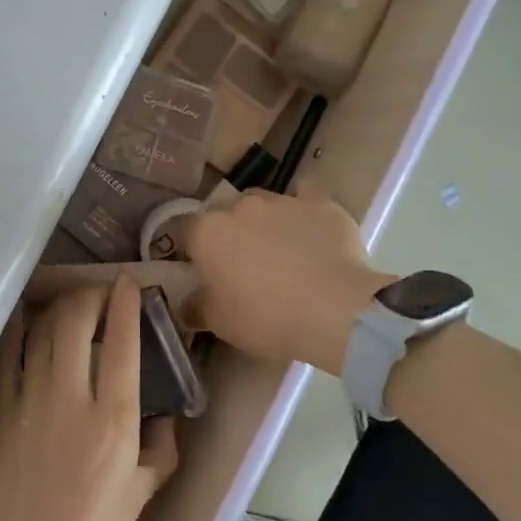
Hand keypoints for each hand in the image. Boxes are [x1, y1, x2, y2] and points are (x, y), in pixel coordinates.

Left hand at [0, 278, 178, 520]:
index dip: (126, 305)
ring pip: (42, 333)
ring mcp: (32, 403)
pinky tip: (25, 315)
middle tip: (99, 291)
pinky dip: (17, 331)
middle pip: (76, 325)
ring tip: (70, 302)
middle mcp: (73, 399)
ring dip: (59, 308)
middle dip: (89, 296)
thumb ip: (161, 447)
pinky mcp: (4, 413)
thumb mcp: (144, 491)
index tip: (129, 283)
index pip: (123, 345)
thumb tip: (163, 416)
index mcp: (115, 420)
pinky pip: (8, 358)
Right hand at [183, 180, 393, 375]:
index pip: (186, 229)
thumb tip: (186, 304)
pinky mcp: (321, 203)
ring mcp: (283, 200)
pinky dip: (303, 208)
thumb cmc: (265, 318)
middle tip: (242, 264)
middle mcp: (240, 206)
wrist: (334, 311)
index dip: (193, 249)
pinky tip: (310, 229)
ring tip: (280, 250)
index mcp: (207, 232)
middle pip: (226, 212)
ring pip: (264, 203)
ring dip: (265, 221)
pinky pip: (306, 196)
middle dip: (230, 232)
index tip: (202, 269)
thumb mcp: (220, 323)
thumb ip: (197, 307)